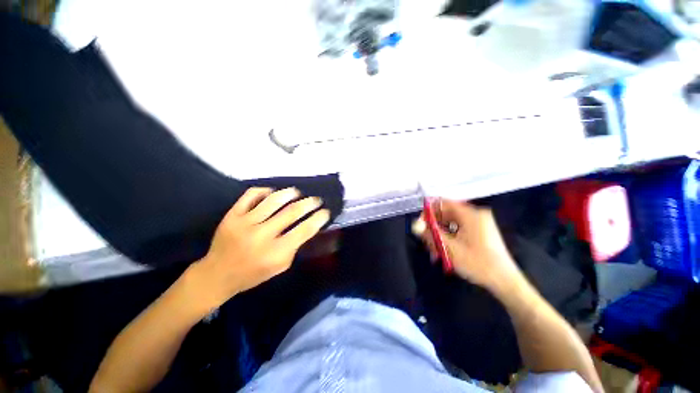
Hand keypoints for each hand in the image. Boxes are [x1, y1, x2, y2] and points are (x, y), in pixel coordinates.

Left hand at [187, 187, 330, 310]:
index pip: (304, 230)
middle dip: (309, 203)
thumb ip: (294, 246)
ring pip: (273, 200)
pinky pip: (251, 195)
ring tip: (297, 192)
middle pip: (291, 212)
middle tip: (316, 199)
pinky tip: (272, 193)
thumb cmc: (253, 273)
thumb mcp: (281, 266)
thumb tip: (307, 225)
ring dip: (290, 193)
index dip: (318, 219)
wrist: (217, 274)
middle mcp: (261, 235)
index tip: (326, 212)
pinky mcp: (231, 215)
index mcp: (275, 252)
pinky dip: (265, 191)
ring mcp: (244, 223)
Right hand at [412, 199, 523, 292]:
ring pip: (451, 223)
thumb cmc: (477, 263)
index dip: (429, 211)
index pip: (443, 203)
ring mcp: (479, 223)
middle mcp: (475, 214)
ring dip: (440, 235)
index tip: (420, 224)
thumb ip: (430, 234)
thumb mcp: (449, 248)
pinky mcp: (480, 232)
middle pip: (446, 213)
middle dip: (433, 226)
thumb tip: (414, 225)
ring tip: (434, 251)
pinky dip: (449, 238)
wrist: (505, 281)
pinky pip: (459, 229)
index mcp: (471, 214)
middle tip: (426, 241)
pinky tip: (444, 252)